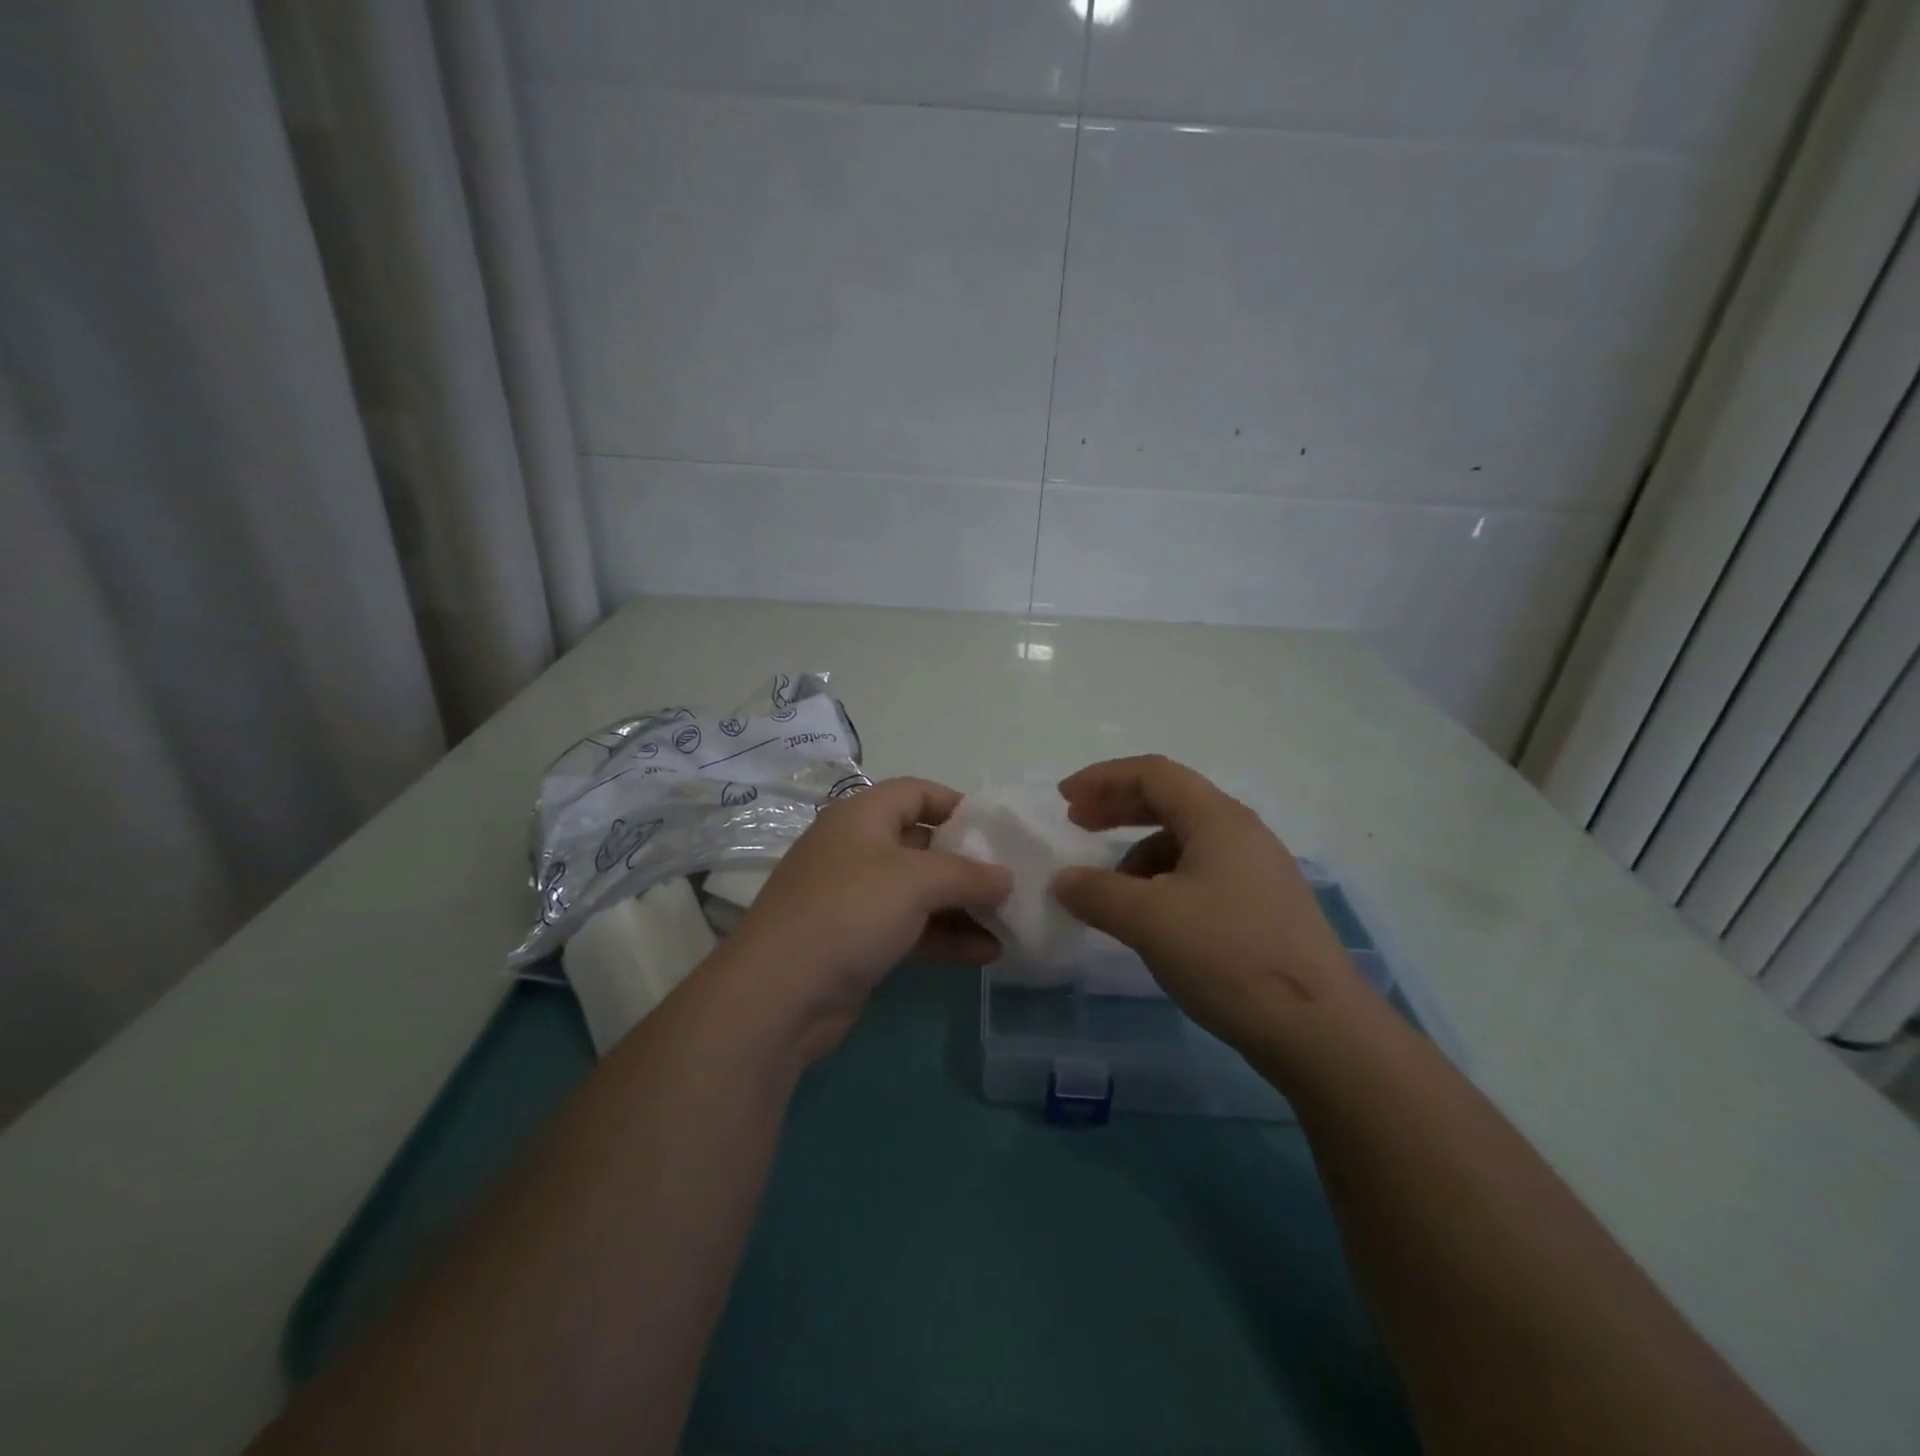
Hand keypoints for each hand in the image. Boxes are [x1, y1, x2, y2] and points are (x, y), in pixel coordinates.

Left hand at [724, 777, 1011, 1062]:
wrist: (780, 993)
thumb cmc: (850, 912)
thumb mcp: (916, 881)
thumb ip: (968, 874)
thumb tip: (1006, 877)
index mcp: (862, 816)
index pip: (916, 792)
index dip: (957, 804)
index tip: (997, 829)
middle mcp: (857, 849)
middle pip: (923, 844)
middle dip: (968, 863)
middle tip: (1011, 881)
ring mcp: (856, 897)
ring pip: (920, 892)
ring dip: (963, 907)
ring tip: (1009, 923)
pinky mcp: (858, 940)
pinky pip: (911, 928)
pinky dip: (945, 937)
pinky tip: (986, 954)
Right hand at [1051, 756, 1362, 1063]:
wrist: (1320, 1031)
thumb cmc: (1229, 957)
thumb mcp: (1149, 920)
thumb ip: (1097, 892)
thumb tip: (1064, 880)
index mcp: (1218, 819)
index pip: (1153, 773)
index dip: (1103, 778)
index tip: (1064, 800)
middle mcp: (1242, 834)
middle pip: (1170, 800)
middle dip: (1118, 808)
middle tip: (1078, 824)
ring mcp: (1258, 872)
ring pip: (1185, 841)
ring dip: (1139, 852)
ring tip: (1111, 889)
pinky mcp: (1263, 908)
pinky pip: (1201, 874)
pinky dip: (1163, 882)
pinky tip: (1151, 918)